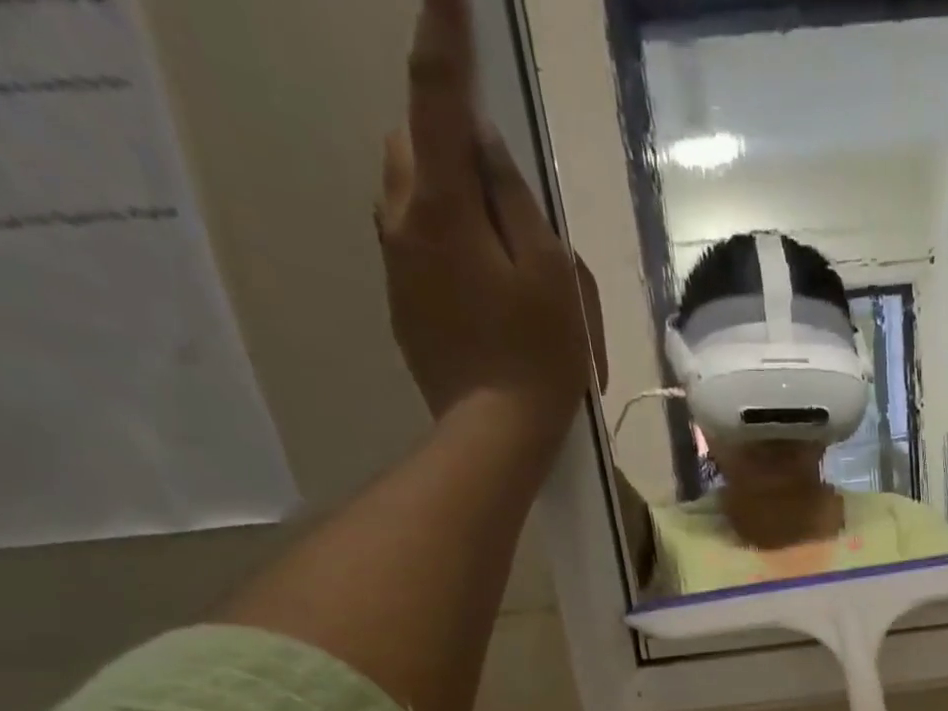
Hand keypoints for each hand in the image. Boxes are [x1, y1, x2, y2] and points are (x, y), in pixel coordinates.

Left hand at [378, 0, 595, 436]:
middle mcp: (401, 222)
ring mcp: (395, 266)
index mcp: (441, 206)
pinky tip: (483, 289)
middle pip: (412, 145)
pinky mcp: (401, 303)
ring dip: (446, 195)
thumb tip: (485, 149)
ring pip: (409, 195)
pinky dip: (445, 242)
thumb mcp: (551, 275)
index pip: (437, 101)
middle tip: (500, 188)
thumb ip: (516, 202)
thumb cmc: (538, 356)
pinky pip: (415, 244)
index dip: (445, 40)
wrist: (494, 433)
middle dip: (447, 142)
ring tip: (498, 250)